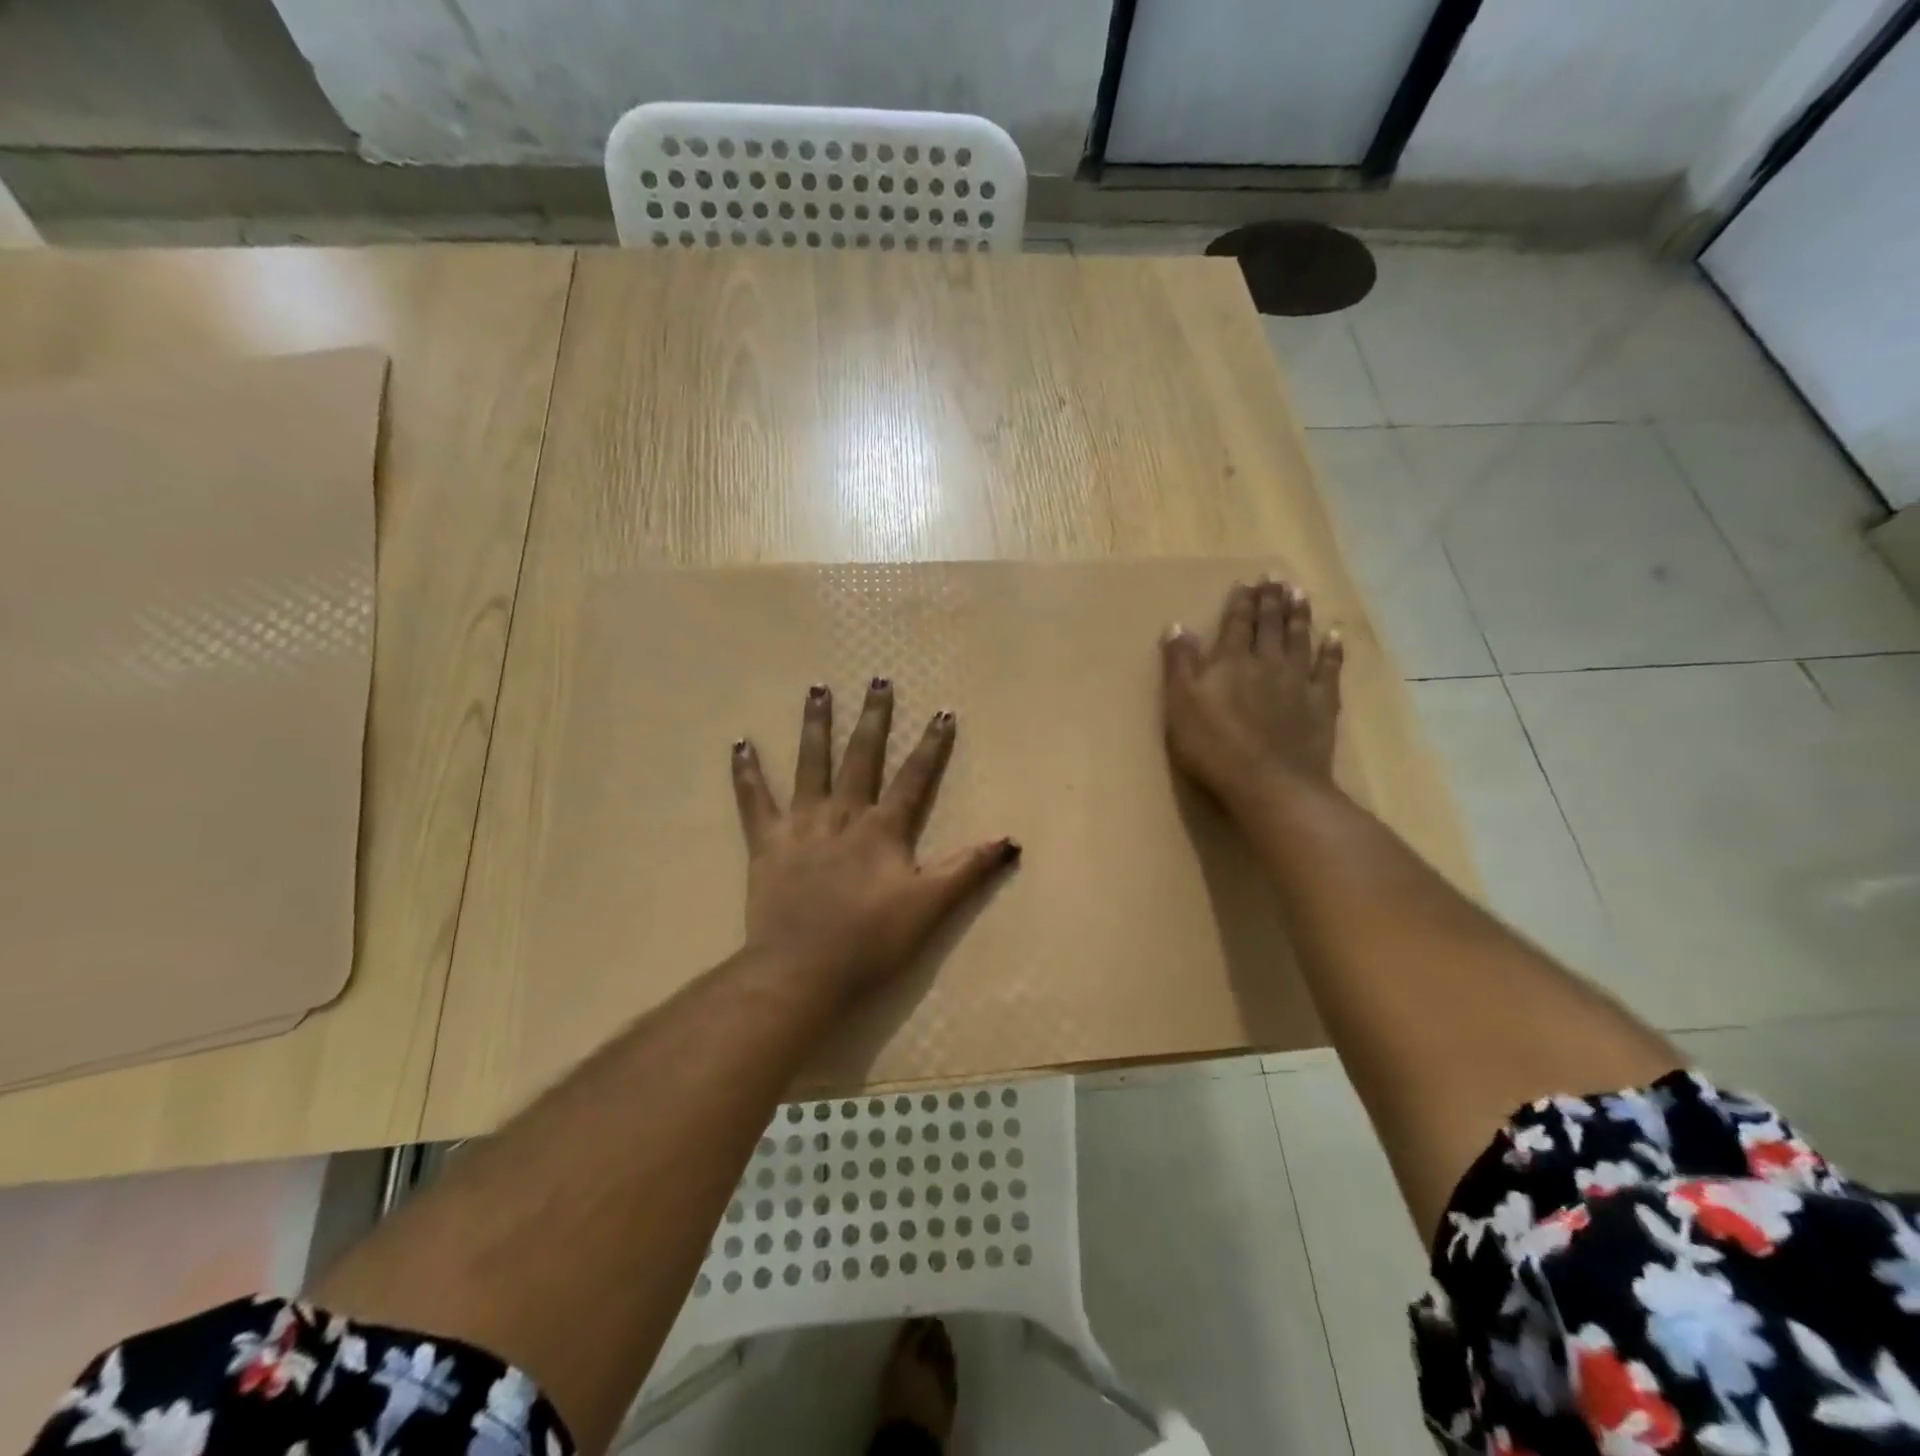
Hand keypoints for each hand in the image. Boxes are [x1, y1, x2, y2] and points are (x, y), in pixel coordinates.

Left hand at [730, 678, 1018, 999]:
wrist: (802, 971)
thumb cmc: (871, 942)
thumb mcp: (930, 907)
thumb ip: (968, 870)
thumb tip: (1010, 840)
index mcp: (882, 830)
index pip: (914, 778)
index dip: (931, 746)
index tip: (941, 712)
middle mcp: (843, 816)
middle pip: (862, 758)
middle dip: (873, 719)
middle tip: (878, 680)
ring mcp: (802, 826)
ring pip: (810, 765)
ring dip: (816, 726)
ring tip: (818, 688)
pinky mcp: (767, 844)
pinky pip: (754, 801)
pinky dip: (746, 773)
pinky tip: (740, 744)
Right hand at [1161, 579, 1344, 815]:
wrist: (1270, 783)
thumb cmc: (1214, 747)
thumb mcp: (1181, 705)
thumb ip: (1180, 664)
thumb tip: (1178, 625)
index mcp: (1231, 662)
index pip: (1237, 624)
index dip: (1241, 602)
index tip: (1248, 582)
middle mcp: (1267, 663)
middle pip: (1270, 625)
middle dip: (1271, 600)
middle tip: (1276, 578)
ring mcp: (1298, 682)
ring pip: (1300, 638)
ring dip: (1300, 615)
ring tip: (1300, 593)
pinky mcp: (1322, 704)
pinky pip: (1329, 669)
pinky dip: (1332, 650)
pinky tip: (1334, 635)